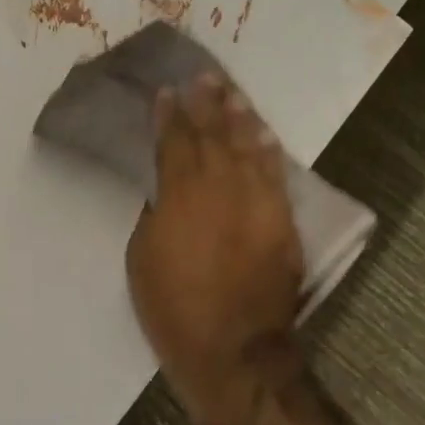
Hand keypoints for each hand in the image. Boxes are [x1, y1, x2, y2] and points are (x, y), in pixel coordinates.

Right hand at [125, 73, 305, 424]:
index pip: (174, 141)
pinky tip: (264, 133)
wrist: (233, 347)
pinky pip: (275, 175)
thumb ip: (156, 213)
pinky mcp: (281, 220)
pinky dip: (268, 151)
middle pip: (213, 135)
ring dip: (239, 117)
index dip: (169, 115)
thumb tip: (167, 190)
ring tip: (233, 93)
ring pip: (247, 147)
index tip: (167, 92)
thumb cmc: (173, 305)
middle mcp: (221, 187)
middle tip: (204, 77)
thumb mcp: (142, 255)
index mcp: (180, 193)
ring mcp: (256, 201)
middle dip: (207, 104)